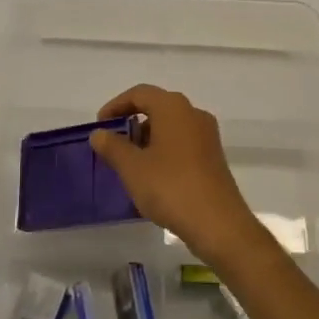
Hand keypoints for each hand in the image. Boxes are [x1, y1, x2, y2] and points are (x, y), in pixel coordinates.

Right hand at [88, 85, 265, 266]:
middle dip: (132, 123)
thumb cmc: (170, 188)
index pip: (139, 93)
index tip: (100, 125)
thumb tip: (99, 133)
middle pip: (156, 107)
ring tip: (130, 163)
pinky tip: (153, 176)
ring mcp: (207, 135)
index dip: (116, 106)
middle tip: (113, 145)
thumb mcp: (133, 168)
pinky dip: (164, 150)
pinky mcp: (213, 156)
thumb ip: (112, 146)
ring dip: (148, 138)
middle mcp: (193, 113)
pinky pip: (182, 142)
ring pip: (170, 126)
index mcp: (173, 107)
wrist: (218, 224)